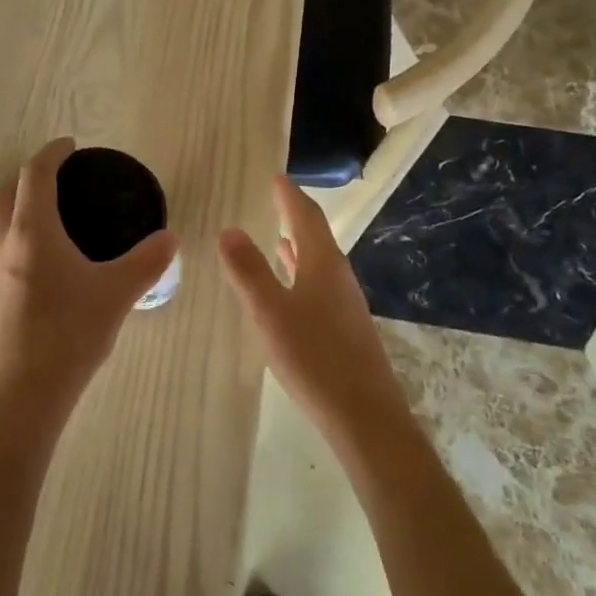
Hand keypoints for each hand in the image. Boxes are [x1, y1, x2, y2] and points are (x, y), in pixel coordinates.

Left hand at [0, 139, 178, 426]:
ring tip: (52, 217)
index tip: (71, 146)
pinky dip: (14, 233)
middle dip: (28, 176)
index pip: (35, 173)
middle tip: (61, 182)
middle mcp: (4, 242)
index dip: (52, 152)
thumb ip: (146, 262)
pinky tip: (43, 259)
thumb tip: (170, 239)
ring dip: (16, 204)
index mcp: (32, 231)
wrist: (21, 395)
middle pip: (3, 190)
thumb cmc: (68, 335)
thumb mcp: (116, 294)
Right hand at [218, 175, 410, 446]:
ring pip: (319, 263)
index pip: (306, 217)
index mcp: (322, 265)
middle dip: (295, 216)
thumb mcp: (270, 312)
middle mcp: (338, 277)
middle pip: (317, 236)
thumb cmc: (314, 358)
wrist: (365, 418)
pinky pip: (319, 286)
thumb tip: (230, 230)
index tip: (276, 177)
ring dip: (299, 246)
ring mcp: (345, 305)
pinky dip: (302, 275)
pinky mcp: (346, 330)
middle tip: (275, 199)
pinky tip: (292, 291)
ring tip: (279, 236)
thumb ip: (248, 271)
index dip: (290, 196)